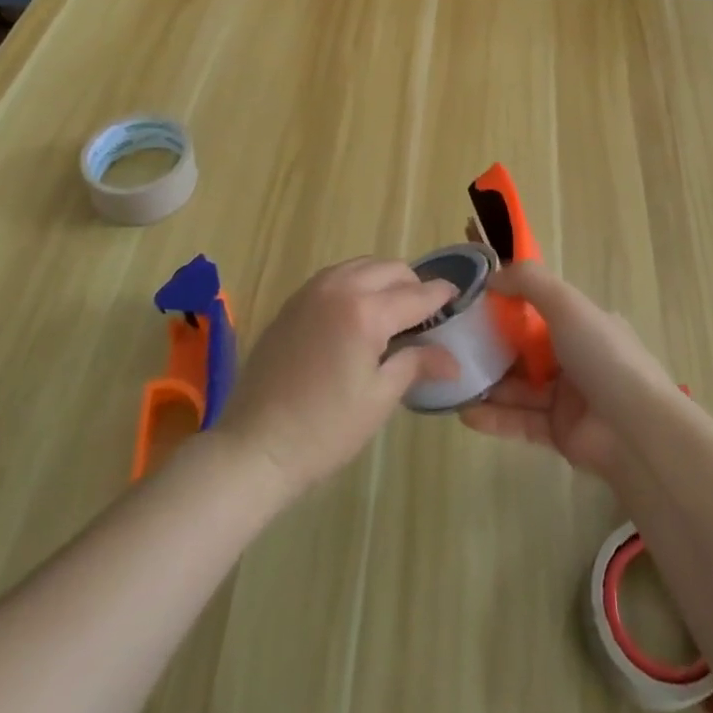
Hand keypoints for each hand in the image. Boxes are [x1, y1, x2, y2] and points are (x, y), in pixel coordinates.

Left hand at [215, 259, 458, 494]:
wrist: (254, 447)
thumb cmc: (324, 430)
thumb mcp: (379, 399)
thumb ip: (416, 364)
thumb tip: (451, 358)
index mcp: (366, 311)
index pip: (416, 294)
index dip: (441, 295)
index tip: (458, 298)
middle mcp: (340, 288)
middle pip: (390, 269)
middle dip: (413, 285)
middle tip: (424, 314)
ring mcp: (312, 291)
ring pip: (362, 266)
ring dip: (383, 279)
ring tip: (393, 311)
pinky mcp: (293, 301)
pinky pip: (336, 276)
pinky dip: (356, 283)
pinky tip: (358, 313)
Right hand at [458, 262, 680, 481]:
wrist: (636, 431)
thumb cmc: (602, 356)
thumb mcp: (567, 304)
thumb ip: (528, 282)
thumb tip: (491, 275)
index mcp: (583, 325)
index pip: (540, 310)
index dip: (507, 306)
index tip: (473, 306)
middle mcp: (576, 358)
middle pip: (525, 350)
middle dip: (491, 348)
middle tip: (453, 346)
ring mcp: (568, 399)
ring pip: (519, 387)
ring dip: (488, 384)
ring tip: (451, 381)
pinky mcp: (559, 435)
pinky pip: (521, 421)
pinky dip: (495, 417)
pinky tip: (465, 413)